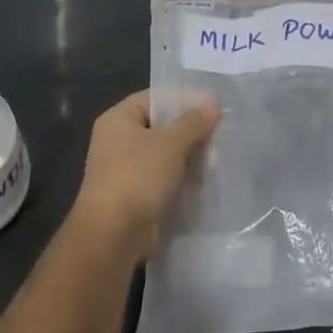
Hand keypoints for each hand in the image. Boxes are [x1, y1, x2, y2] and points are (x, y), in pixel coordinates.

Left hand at [71, 91, 218, 260]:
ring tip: (216, 163)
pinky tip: (204, 183)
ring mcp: (125, 170)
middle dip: (191, 133)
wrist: (114, 234)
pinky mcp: (135, 196)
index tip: (213, 105)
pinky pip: (163, 179)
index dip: (184, 99)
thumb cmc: (139, 175)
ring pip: (165, 156)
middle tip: (219, 137)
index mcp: (119, 119)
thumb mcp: (171, 142)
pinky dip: (182, 180)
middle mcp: (118, 141)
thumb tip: (213, 102)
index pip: (155, 98)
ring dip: (189, 158)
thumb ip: (194, 121)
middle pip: (162, 127)